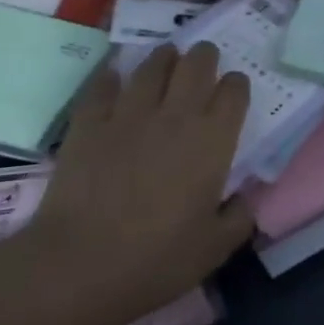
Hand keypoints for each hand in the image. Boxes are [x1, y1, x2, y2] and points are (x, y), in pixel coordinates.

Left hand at [14, 43, 254, 324]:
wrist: (78, 267)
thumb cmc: (157, 259)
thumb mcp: (216, 247)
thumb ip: (239, 217)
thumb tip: (245, 199)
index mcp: (214, 139)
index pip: (234, 91)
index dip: (236, 86)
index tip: (234, 92)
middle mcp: (177, 115)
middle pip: (197, 64)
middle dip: (205, 57)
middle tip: (204, 62)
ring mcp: (129, 114)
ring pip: (153, 65)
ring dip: (164, 58)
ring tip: (167, 59)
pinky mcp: (89, 123)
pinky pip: (103, 85)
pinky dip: (112, 78)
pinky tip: (115, 79)